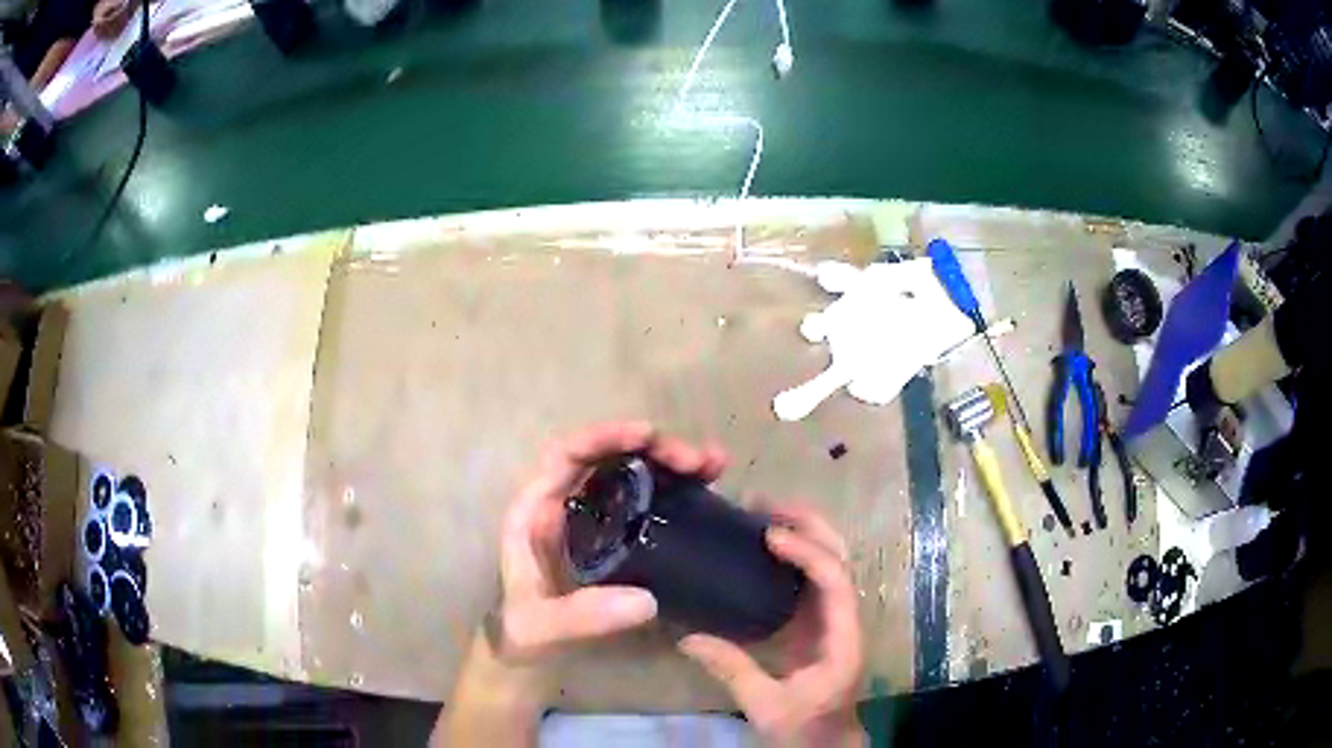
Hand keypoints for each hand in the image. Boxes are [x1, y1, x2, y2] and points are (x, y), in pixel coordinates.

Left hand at [493, 421, 727, 663]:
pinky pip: (646, 501)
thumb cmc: (520, 633)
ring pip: (632, 474)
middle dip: (653, 449)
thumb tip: (646, 600)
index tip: (648, 436)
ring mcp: (593, 520)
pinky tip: (708, 489)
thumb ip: (582, 617)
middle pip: (608, 458)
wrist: (523, 653)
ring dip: (671, 463)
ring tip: (715, 466)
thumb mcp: (541, 627)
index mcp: (537, 510)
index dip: (605, 436)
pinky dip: (676, 489)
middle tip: (698, 461)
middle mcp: (565, 505)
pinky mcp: (616, 538)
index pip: (566, 454)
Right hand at [678, 505, 864, 746]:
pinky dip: (794, 554)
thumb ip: (732, 670)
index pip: (836, 581)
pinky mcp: (821, 623)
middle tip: (763, 504)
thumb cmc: (805, 728)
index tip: (769, 537)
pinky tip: (763, 547)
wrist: (827, 743)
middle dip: (808, 525)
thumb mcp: (766, 706)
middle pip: (840, 557)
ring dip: (803, 532)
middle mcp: (846, 619)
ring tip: (762, 514)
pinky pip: (812, 578)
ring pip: (830, 561)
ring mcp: (835, 619)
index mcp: (842, 638)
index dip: (807, 553)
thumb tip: (687, 638)